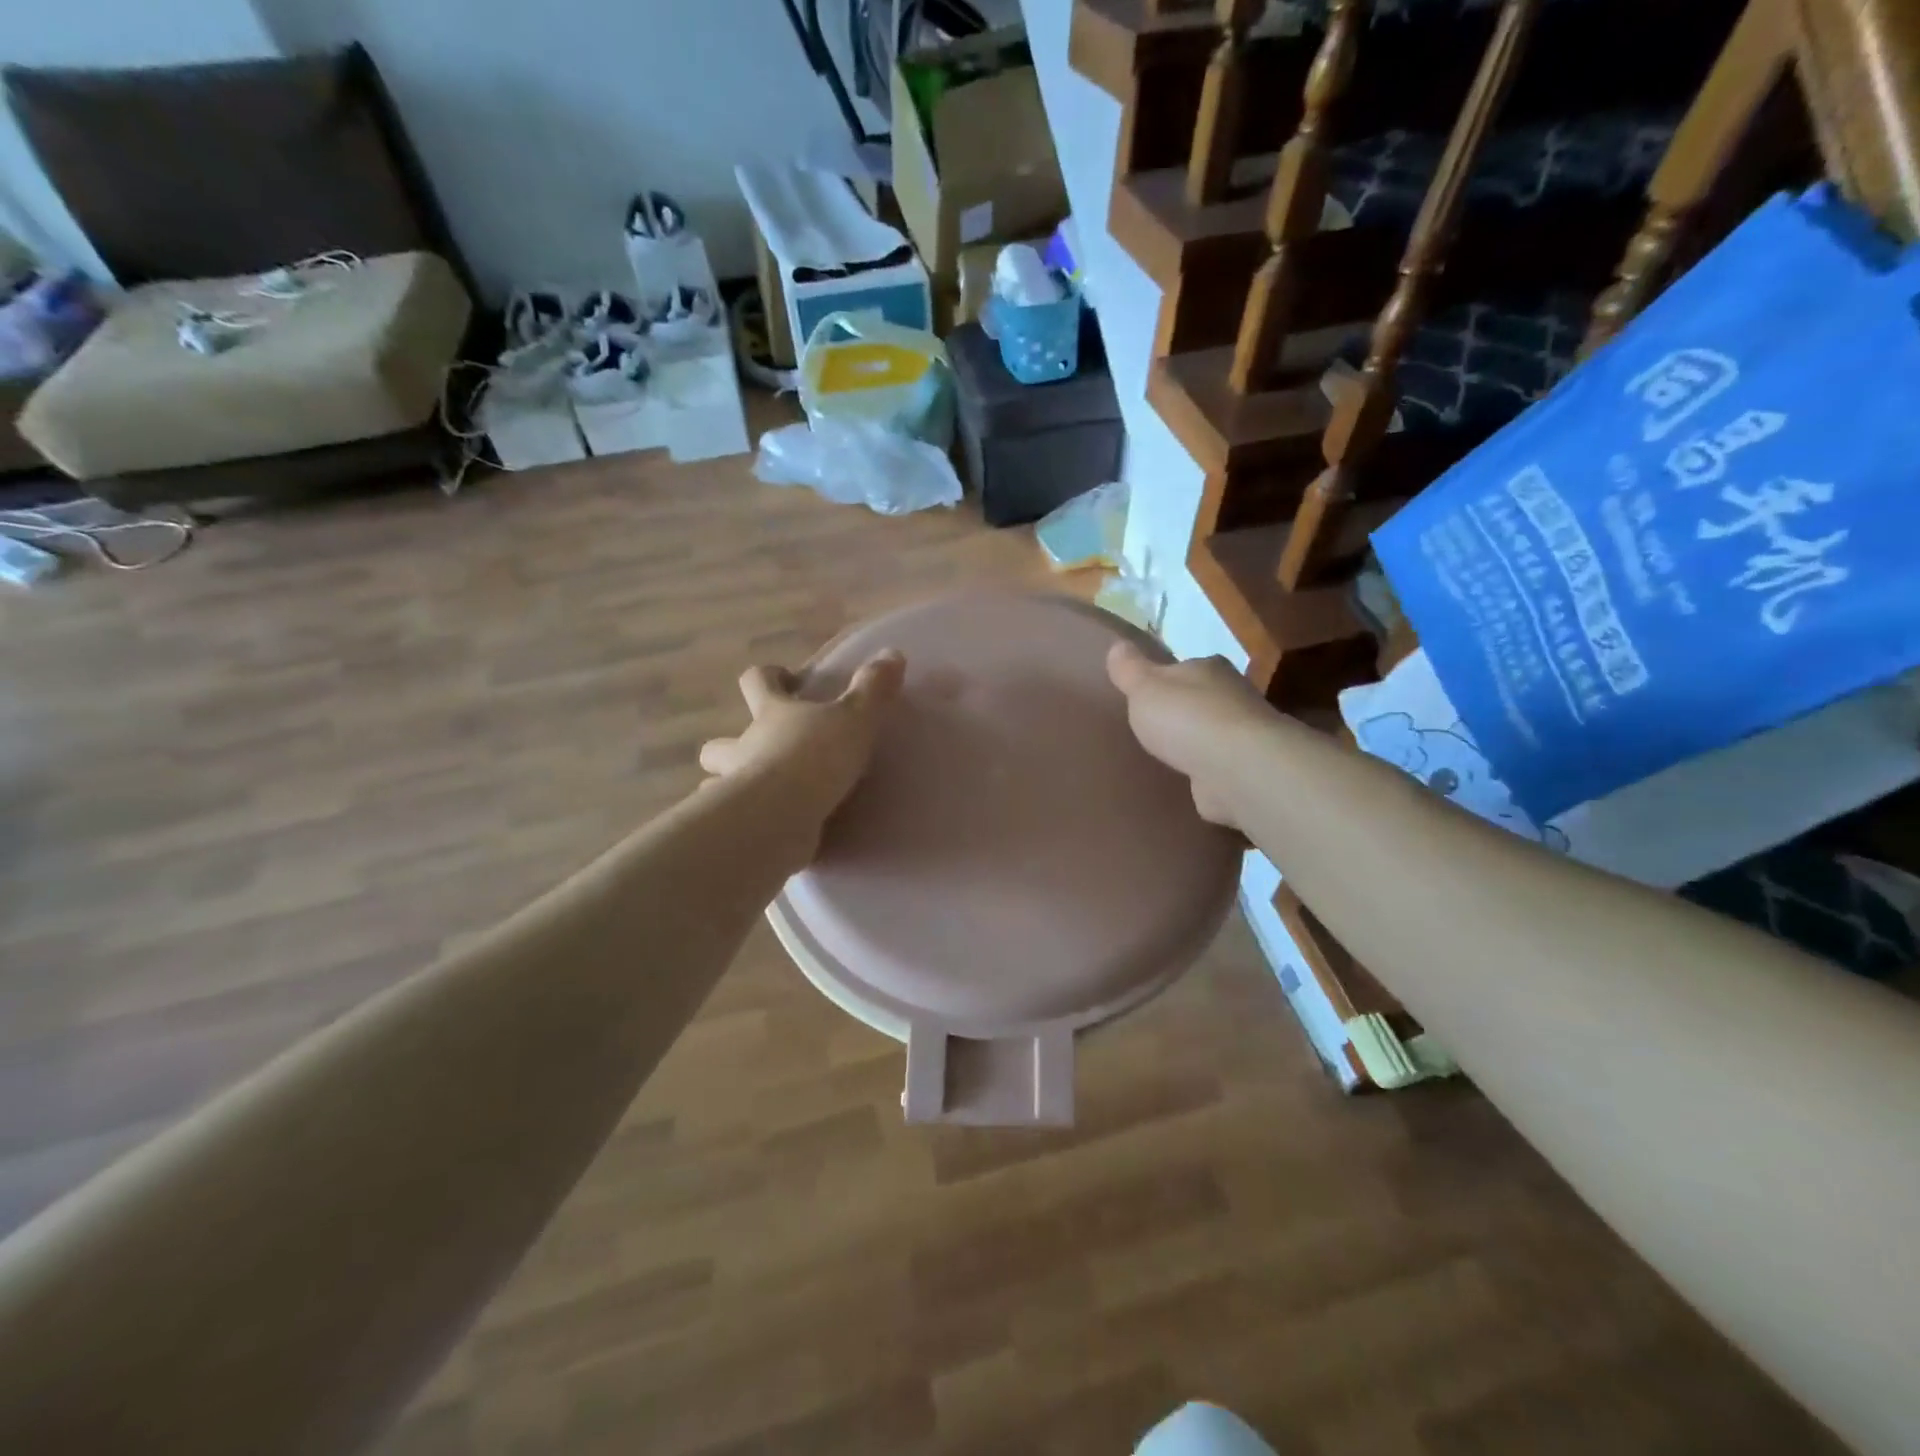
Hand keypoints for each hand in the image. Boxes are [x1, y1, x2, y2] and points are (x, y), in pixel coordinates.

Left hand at [698, 650, 906, 837]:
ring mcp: (734, 789)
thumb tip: (892, 653)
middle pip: (720, 742)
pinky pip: (739, 823)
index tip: (785, 680)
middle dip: (731, 744)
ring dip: (731, 786)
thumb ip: (873, 689)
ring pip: (716, 784)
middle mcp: (744, 747)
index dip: (767, 677)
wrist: (782, 816)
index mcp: (770, 714)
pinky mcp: (740, 827)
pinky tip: (769, 832)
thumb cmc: (815, 757)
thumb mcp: (855, 719)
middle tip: (763, 752)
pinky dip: (749, 824)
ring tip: (762, 797)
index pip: (755, 681)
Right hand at [1107, 642, 1275, 833]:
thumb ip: (1129, 669)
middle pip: (1201, 699)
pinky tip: (1189, 779)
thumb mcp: (1145, 688)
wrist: (1238, 768)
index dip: (1164, 679)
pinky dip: (1206, 770)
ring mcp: (1242, 734)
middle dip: (1181, 712)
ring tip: (1168, 756)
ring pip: (1212, 733)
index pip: (1184, 667)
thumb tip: (1117, 645)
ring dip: (1195, 743)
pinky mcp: (1245, 768)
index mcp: (1209, 668)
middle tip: (1153, 728)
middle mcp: (1233, 695)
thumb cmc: (1187, 719)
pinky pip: (1218, 765)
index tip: (1147, 694)